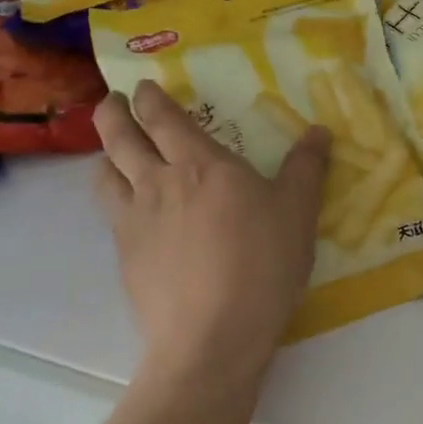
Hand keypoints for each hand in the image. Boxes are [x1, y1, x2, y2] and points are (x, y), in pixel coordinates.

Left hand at [94, 81, 330, 383]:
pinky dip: (113, 198)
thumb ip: (306, 167)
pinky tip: (129, 211)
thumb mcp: (297, 212)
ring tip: (113, 154)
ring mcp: (135, 221)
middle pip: (120, 138)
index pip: (164, 119)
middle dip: (112, 114)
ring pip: (104, 175)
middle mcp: (159, 183)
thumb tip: (318, 130)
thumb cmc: (262, 265)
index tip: (143, 85)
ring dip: (105, 155)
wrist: (212, 338)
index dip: (150, 98)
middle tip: (111, 102)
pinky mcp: (125, 257)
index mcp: (201, 165)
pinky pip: (110, 214)